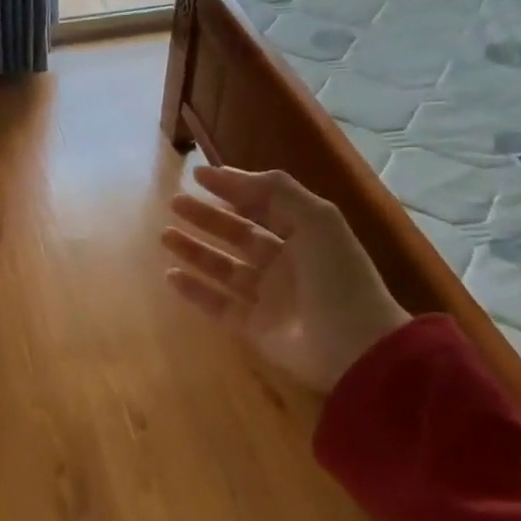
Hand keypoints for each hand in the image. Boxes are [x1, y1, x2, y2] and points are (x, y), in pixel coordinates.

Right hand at [162, 165, 409, 398]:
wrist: (355, 346)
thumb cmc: (337, 276)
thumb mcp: (316, 219)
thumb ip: (275, 191)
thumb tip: (226, 174)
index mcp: (304, 236)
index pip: (263, 206)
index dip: (232, 188)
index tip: (197, 175)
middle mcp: (285, 264)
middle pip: (238, 234)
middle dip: (207, 217)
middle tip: (175, 203)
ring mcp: (268, 297)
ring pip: (223, 268)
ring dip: (195, 250)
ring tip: (165, 235)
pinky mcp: (254, 328)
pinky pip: (217, 304)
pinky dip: (194, 290)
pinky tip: (170, 275)